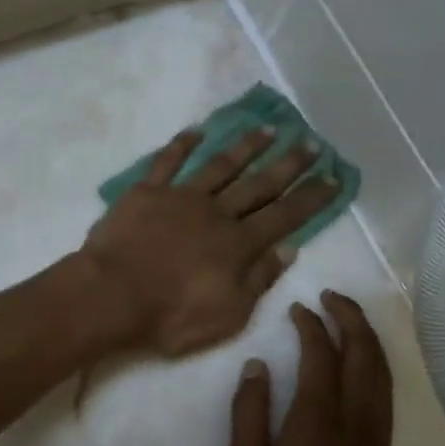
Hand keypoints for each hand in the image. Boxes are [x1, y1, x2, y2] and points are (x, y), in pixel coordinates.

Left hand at [79, 128, 340, 357]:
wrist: (111, 297)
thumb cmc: (170, 316)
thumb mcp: (228, 315)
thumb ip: (259, 279)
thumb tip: (290, 248)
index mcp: (238, 244)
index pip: (285, 215)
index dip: (311, 197)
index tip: (333, 177)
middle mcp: (216, 212)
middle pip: (259, 184)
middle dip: (288, 164)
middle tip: (311, 143)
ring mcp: (181, 197)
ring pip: (220, 165)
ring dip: (246, 146)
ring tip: (268, 129)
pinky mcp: (146, 192)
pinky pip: (167, 161)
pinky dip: (182, 144)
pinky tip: (196, 130)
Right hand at [226, 292, 392, 445]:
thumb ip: (248, 418)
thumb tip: (256, 367)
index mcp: (316, 426)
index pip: (322, 357)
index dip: (312, 326)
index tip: (296, 308)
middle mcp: (355, 424)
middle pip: (364, 355)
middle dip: (350, 318)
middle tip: (329, 296)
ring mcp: (375, 440)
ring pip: (382, 373)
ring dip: (367, 338)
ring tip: (346, 317)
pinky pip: (385, 394)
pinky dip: (376, 364)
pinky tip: (361, 362)